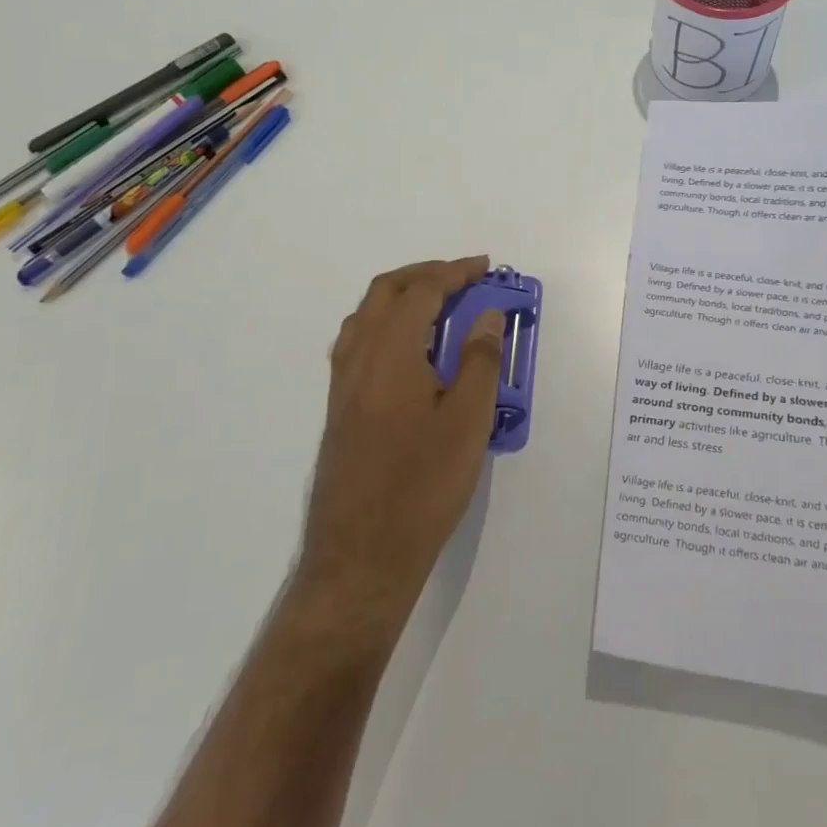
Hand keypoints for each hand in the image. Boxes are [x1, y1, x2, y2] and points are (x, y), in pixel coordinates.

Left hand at [295, 256, 504, 631]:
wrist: (361, 558)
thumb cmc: (422, 488)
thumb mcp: (468, 423)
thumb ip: (479, 361)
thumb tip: (485, 316)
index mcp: (390, 355)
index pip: (421, 291)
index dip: (455, 272)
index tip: (486, 268)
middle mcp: (358, 359)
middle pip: (386, 292)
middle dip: (426, 274)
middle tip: (465, 279)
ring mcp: (342, 385)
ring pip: (367, 316)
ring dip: (403, 297)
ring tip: (441, 309)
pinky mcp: (339, 409)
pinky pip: (359, 343)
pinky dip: (387, 325)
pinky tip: (412, 352)